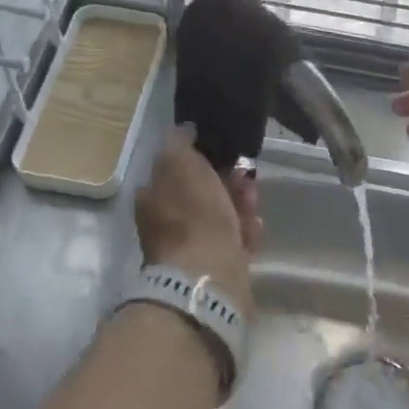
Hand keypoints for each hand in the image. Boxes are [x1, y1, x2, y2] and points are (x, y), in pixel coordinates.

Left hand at [136, 126, 262, 318]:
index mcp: (152, 197)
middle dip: (225, 180)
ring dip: (238, 203)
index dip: (199, 157)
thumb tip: (185, 130)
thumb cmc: (192, 215)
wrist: (209, 278)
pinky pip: (233, 241)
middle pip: (199, 193)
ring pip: (218, 216)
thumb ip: (180, 143)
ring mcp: (189, 249)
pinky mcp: (214, 270)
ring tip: (254, 197)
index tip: (223, 150)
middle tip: (245, 173)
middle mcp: (166, 224)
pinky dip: (245, 230)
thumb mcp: (180, 163)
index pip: (174, 169)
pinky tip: (256, 223)